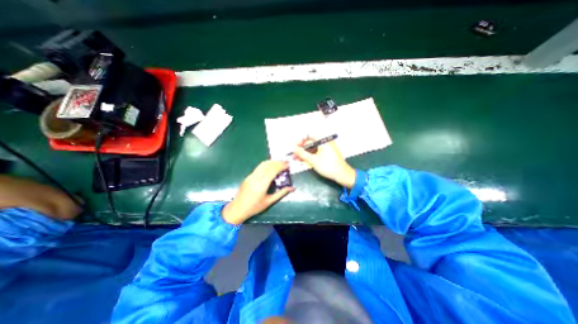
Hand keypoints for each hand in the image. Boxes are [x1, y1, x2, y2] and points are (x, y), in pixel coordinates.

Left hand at [222, 159, 293, 225]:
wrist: (237, 209)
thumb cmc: (255, 207)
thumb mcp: (269, 201)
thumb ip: (281, 193)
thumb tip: (292, 188)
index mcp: (261, 185)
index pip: (272, 171)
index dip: (281, 167)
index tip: (288, 165)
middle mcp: (255, 178)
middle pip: (267, 165)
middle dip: (277, 162)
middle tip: (285, 162)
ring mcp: (251, 176)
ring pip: (262, 164)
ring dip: (271, 162)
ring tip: (279, 163)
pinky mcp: (248, 176)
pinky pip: (258, 168)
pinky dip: (266, 165)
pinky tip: (271, 167)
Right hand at [295, 140, 353, 188]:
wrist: (343, 175)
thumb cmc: (329, 166)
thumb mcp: (313, 160)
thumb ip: (302, 154)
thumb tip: (294, 148)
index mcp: (323, 141)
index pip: (309, 135)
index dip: (301, 140)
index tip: (295, 146)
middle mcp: (324, 142)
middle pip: (309, 143)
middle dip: (301, 149)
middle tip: (294, 155)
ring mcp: (325, 149)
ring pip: (312, 149)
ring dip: (304, 153)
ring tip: (296, 159)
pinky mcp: (326, 154)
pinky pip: (315, 153)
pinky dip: (309, 156)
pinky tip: (303, 160)